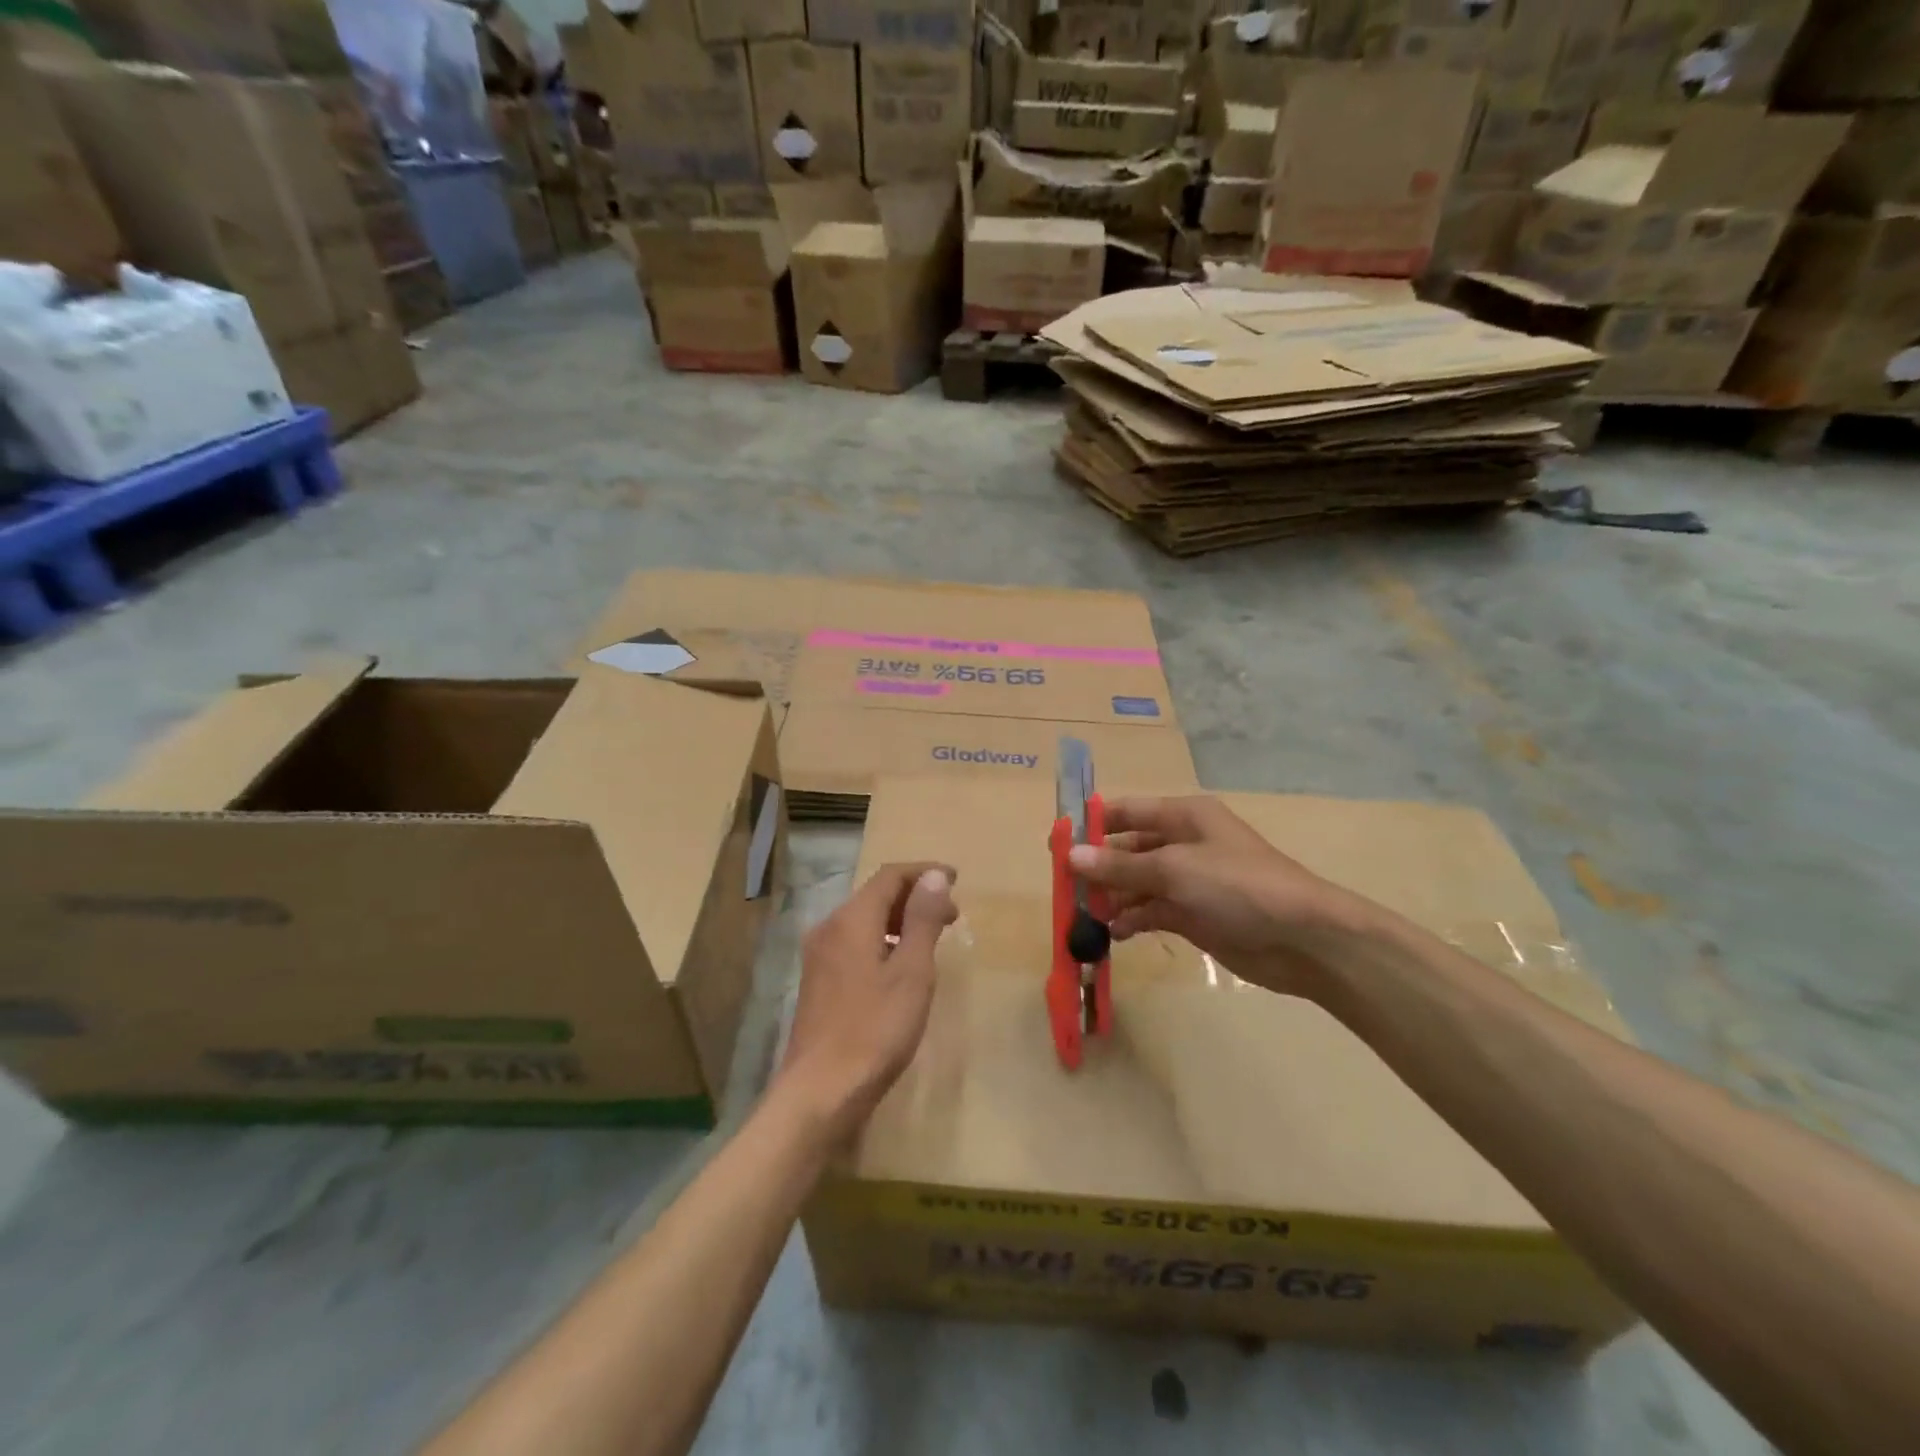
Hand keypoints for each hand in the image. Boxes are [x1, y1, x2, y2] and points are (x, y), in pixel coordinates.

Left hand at [779, 862, 957, 1140]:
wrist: (821, 1093)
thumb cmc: (875, 1030)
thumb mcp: (911, 972)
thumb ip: (922, 919)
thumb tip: (933, 875)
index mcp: (851, 920)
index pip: (890, 876)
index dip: (924, 872)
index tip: (956, 880)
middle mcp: (830, 929)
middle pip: (876, 895)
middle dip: (915, 897)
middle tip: (952, 916)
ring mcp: (820, 957)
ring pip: (865, 921)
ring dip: (901, 920)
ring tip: (932, 940)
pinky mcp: (819, 982)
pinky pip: (856, 943)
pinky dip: (884, 941)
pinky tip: (901, 968)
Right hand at [1069, 796, 1366, 1000]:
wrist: (1302, 938)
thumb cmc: (1237, 886)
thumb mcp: (1174, 870)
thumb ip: (1119, 865)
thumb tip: (1071, 856)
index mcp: (1183, 816)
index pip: (1126, 812)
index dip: (1091, 825)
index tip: (1056, 843)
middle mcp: (1184, 843)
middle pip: (1128, 849)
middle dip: (1098, 867)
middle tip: (1064, 888)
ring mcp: (1190, 881)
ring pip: (1137, 883)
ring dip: (1113, 897)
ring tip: (1084, 916)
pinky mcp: (1195, 914)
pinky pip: (1153, 911)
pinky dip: (1133, 920)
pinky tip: (1114, 934)